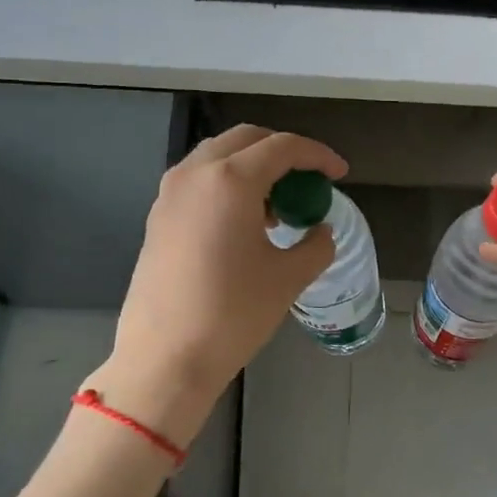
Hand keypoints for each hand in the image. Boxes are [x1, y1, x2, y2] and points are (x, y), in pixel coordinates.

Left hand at [94, 125, 346, 445]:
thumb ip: (315, 244)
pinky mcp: (157, 216)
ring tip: (278, 205)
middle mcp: (195, 173)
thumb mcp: (288, 278)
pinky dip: (227, 184)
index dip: (318, 155)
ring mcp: (170, 193)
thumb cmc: (233, 314)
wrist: (165, 358)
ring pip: (218, 156)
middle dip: (282, 151)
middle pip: (246, 139)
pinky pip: (199, 180)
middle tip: (308, 180)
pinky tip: (244, 222)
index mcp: (231, 180)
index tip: (339, 173)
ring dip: (252, 166)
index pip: (283, 146)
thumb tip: (320, 230)